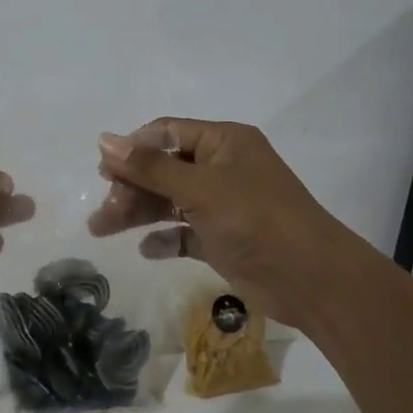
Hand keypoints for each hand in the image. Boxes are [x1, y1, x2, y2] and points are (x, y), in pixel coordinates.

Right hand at [88, 118, 354, 324]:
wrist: (311, 279)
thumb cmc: (255, 219)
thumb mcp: (199, 188)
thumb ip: (149, 167)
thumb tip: (104, 140)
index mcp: (224, 142)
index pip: (168, 132)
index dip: (133, 148)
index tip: (103, 171)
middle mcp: (223, 168)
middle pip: (164, 168)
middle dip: (131, 187)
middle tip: (103, 212)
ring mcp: (224, 205)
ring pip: (170, 201)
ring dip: (138, 213)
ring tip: (101, 229)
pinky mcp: (223, 239)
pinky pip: (185, 232)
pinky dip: (165, 238)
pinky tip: (146, 249)